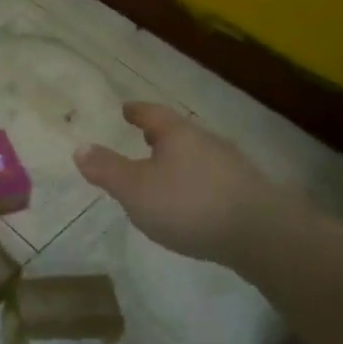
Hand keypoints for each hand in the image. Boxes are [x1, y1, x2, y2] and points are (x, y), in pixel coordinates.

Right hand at [75, 102, 289, 263]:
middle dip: (160, 136)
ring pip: (198, 155)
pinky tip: (193, 201)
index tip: (126, 109)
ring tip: (165, 172)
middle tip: (144, 138)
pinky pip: (213, 179)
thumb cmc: (189, 204)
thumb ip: (107, 169)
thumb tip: (79, 147)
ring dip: (180, 160)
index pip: (152, 114)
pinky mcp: (248, 192)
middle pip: (178, 133)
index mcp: (177, 134)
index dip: (136, 111)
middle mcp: (206, 141)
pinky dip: (197, 182)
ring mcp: (231, 166)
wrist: (262, 235)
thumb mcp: (136, 190)